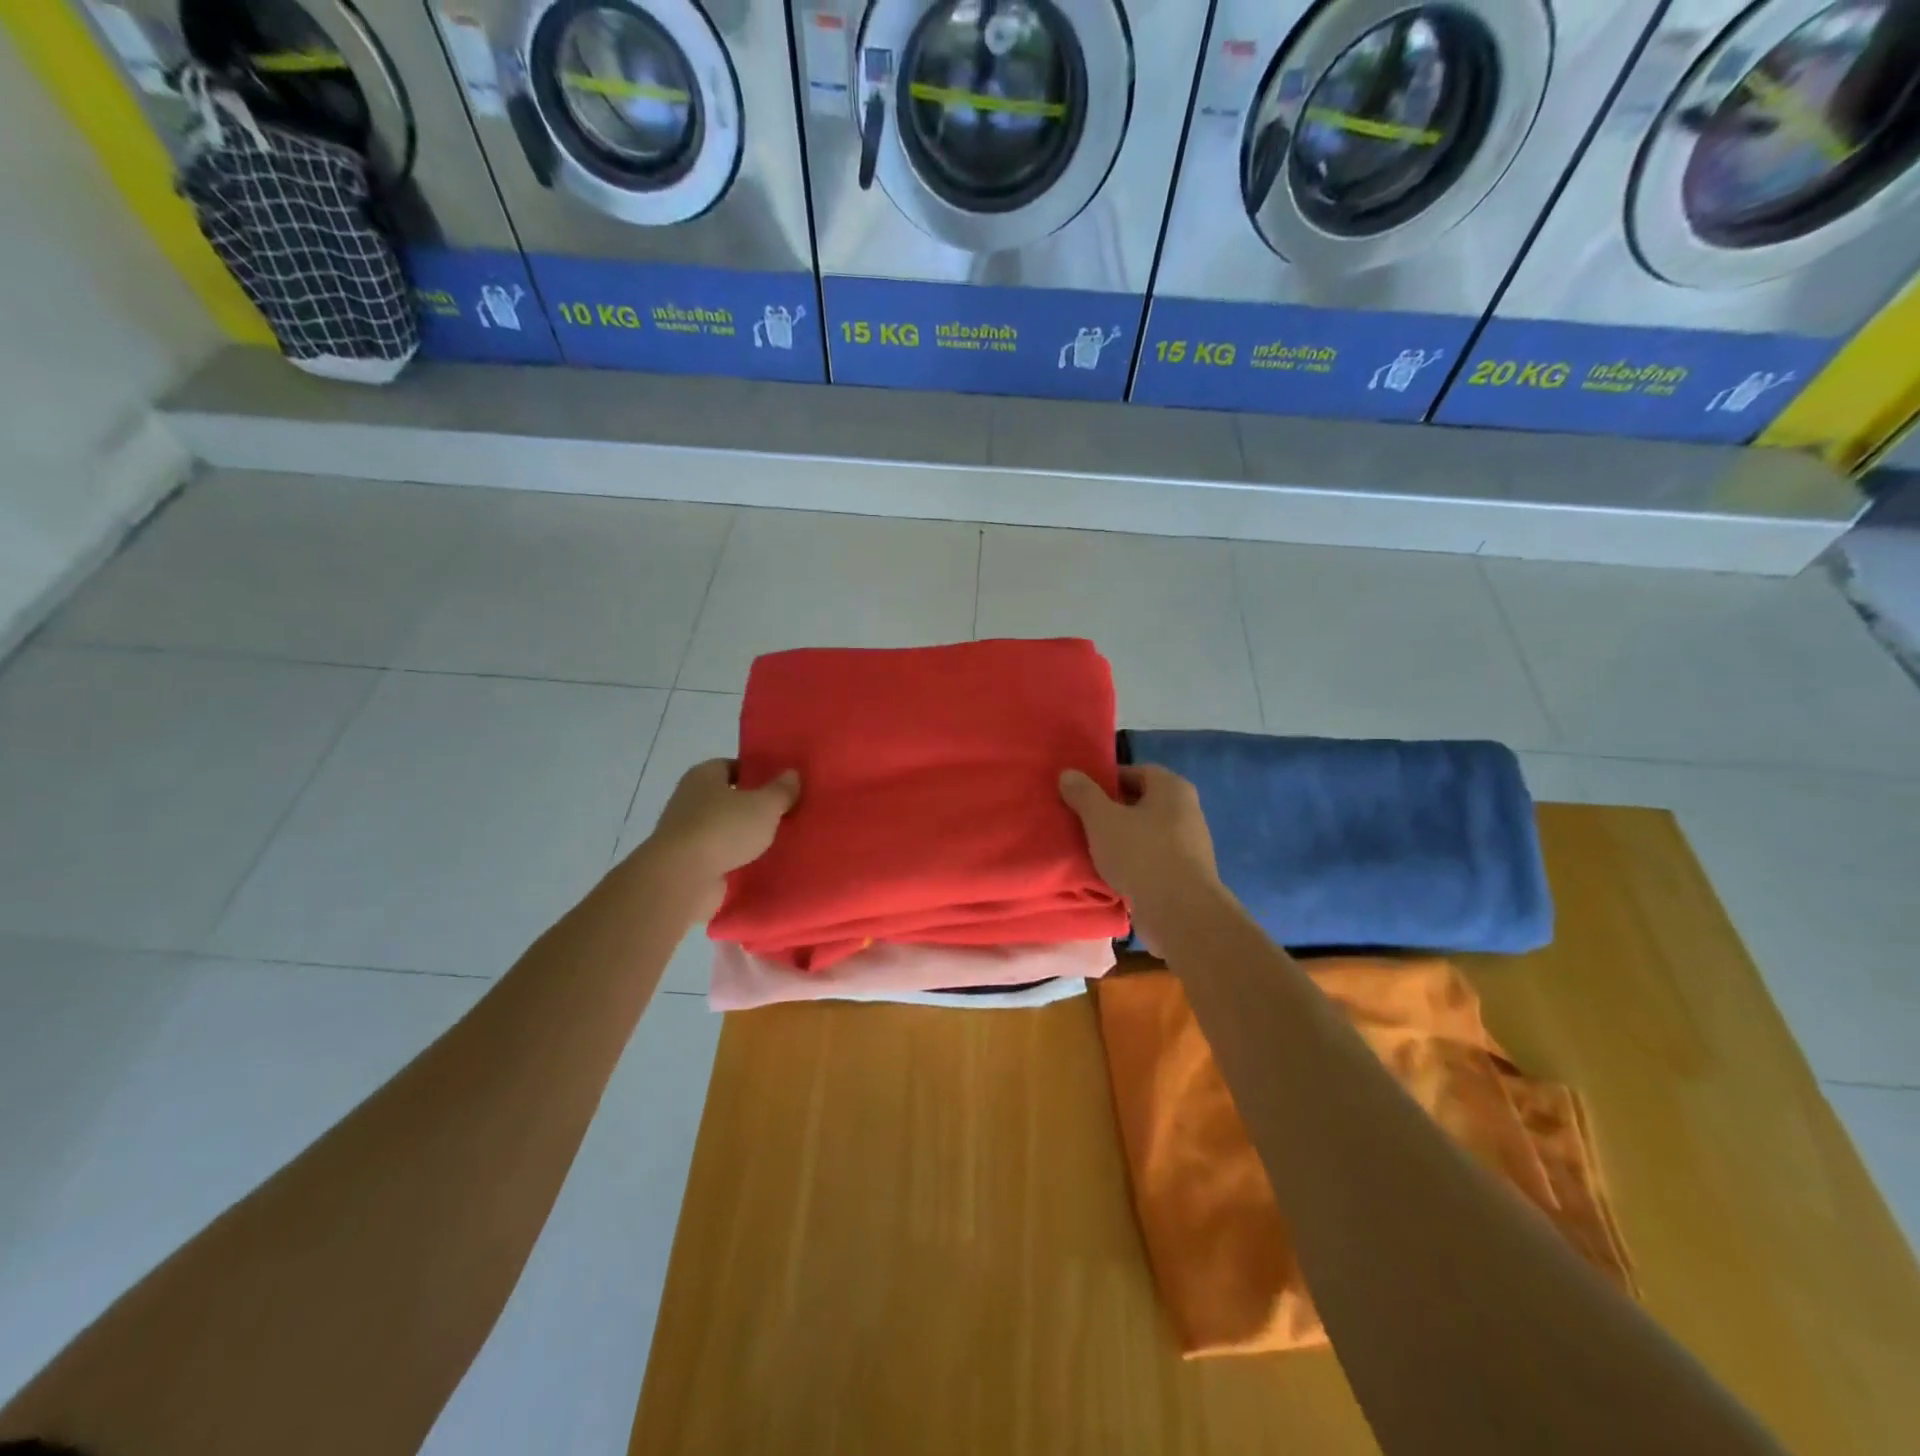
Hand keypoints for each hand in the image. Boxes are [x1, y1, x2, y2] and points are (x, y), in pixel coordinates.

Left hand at [642, 759, 799, 918]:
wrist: (682, 878)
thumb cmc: (723, 828)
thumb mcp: (764, 805)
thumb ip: (781, 790)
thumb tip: (792, 774)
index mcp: (703, 776)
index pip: (730, 766)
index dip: (754, 773)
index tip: (779, 786)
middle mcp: (689, 799)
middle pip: (726, 798)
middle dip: (751, 806)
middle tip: (782, 813)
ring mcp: (684, 833)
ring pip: (722, 828)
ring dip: (742, 835)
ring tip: (774, 842)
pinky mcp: (686, 863)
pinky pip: (717, 855)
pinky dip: (733, 859)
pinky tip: (756, 865)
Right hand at [1060, 765, 1222, 950]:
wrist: (1180, 912)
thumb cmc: (1141, 854)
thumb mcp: (1102, 819)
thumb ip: (1084, 794)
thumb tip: (1068, 773)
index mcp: (1172, 788)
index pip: (1136, 772)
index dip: (1107, 780)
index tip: (1082, 795)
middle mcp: (1187, 809)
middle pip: (1142, 802)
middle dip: (1113, 810)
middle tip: (1083, 821)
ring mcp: (1191, 844)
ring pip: (1147, 832)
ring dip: (1123, 838)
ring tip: (1093, 848)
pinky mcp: (1187, 873)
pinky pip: (1153, 858)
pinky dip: (1134, 861)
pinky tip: (1113, 873)